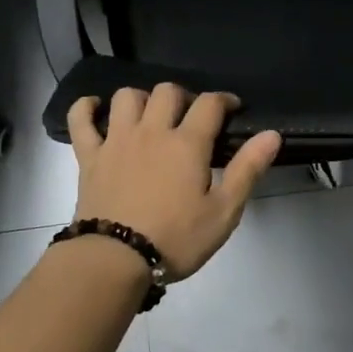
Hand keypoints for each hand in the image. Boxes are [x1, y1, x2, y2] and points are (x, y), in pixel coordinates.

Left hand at [68, 85, 281, 279]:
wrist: (114, 260)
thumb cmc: (176, 239)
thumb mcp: (223, 212)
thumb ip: (247, 170)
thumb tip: (272, 134)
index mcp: (187, 144)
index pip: (210, 104)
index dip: (224, 100)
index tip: (232, 109)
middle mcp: (151, 131)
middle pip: (167, 91)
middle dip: (183, 97)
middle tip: (190, 118)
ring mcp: (116, 140)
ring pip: (126, 97)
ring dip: (141, 99)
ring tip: (150, 117)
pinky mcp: (89, 156)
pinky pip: (80, 119)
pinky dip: (85, 107)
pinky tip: (95, 108)